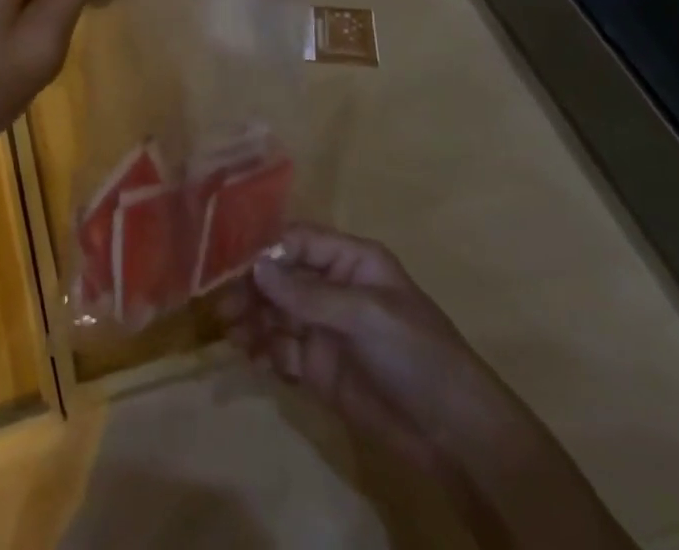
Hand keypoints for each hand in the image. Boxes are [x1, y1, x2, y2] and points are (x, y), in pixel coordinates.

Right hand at [218, 225, 511, 474]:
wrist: (456, 435)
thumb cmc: (416, 354)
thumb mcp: (365, 315)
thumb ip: (308, 294)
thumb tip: (256, 268)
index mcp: (351, 261)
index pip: (298, 242)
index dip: (266, 251)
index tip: (230, 265)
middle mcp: (333, 288)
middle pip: (281, 279)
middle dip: (252, 290)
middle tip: (223, 307)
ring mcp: (325, 329)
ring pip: (276, 314)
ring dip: (252, 321)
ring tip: (232, 335)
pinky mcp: (320, 369)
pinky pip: (282, 350)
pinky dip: (264, 351)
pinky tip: (251, 357)